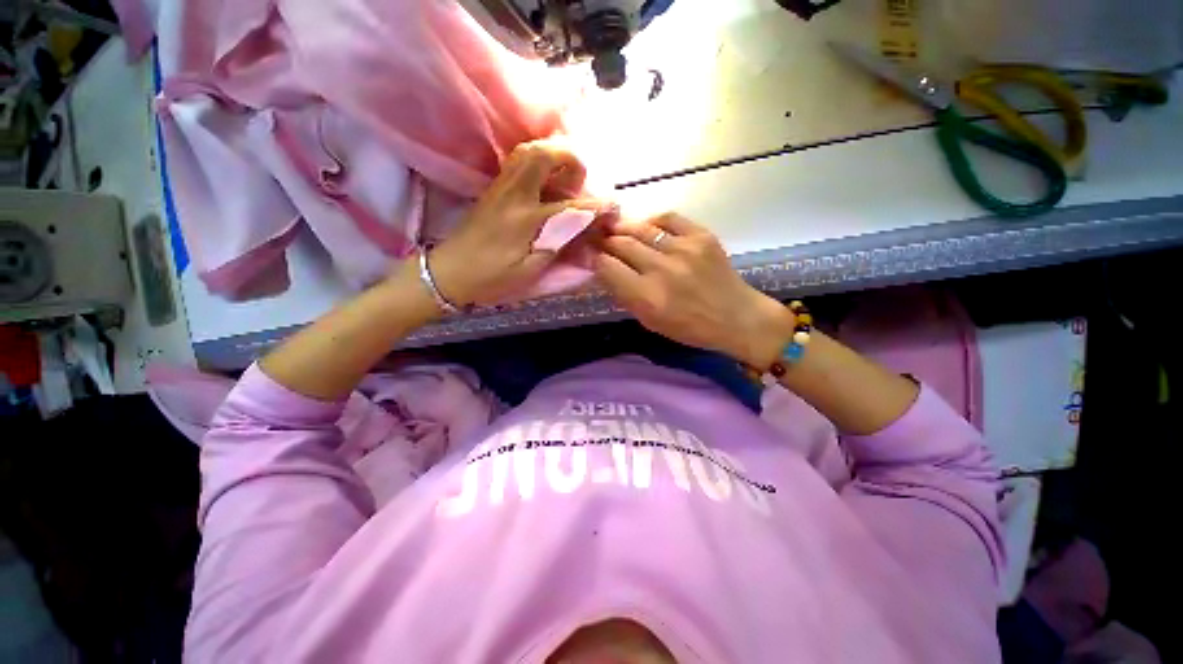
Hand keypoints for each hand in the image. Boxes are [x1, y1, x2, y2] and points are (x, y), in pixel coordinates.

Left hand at [428, 140, 604, 306]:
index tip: (614, 206)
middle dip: (569, 158)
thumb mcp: (531, 268)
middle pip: (542, 155)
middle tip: (580, 179)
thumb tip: (584, 226)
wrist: (451, 272)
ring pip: (527, 152)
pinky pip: (518, 162)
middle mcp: (514, 196)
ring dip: (552, 156)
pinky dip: (538, 163)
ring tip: (566, 178)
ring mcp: (500, 188)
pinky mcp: (493, 189)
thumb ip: (558, 243)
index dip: (595, 206)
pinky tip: (546, 182)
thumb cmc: (493, 277)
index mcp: (526, 221)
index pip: (570, 207)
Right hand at [595, 213, 794, 368]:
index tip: (589, 254)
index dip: (593, 258)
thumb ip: (626, 295)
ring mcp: (683, 249)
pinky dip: (652, 221)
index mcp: (647, 298)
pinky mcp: (701, 236)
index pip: (607, 267)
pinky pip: (668, 218)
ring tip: (615, 228)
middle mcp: (661, 270)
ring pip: (640, 228)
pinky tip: (648, 227)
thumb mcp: (650, 321)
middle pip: (621, 243)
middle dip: (605, 240)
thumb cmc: (689, 327)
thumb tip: (605, 269)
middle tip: (598, 238)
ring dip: (623, 228)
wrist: (736, 317)